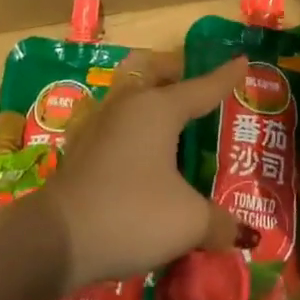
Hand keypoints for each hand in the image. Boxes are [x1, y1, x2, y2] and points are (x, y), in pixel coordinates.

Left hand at [42, 51, 249, 287]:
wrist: (56, 238)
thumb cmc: (131, 214)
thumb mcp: (188, 222)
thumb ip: (219, 223)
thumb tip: (239, 233)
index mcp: (159, 108)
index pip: (203, 87)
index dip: (226, 77)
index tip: (243, 61)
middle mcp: (130, 105)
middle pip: (160, 77)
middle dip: (181, 77)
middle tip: (203, 91)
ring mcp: (101, 123)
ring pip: (136, 98)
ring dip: (156, 104)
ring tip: (177, 126)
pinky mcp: (83, 148)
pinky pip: (120, 125)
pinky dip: (138, 131)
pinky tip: (145, 157)